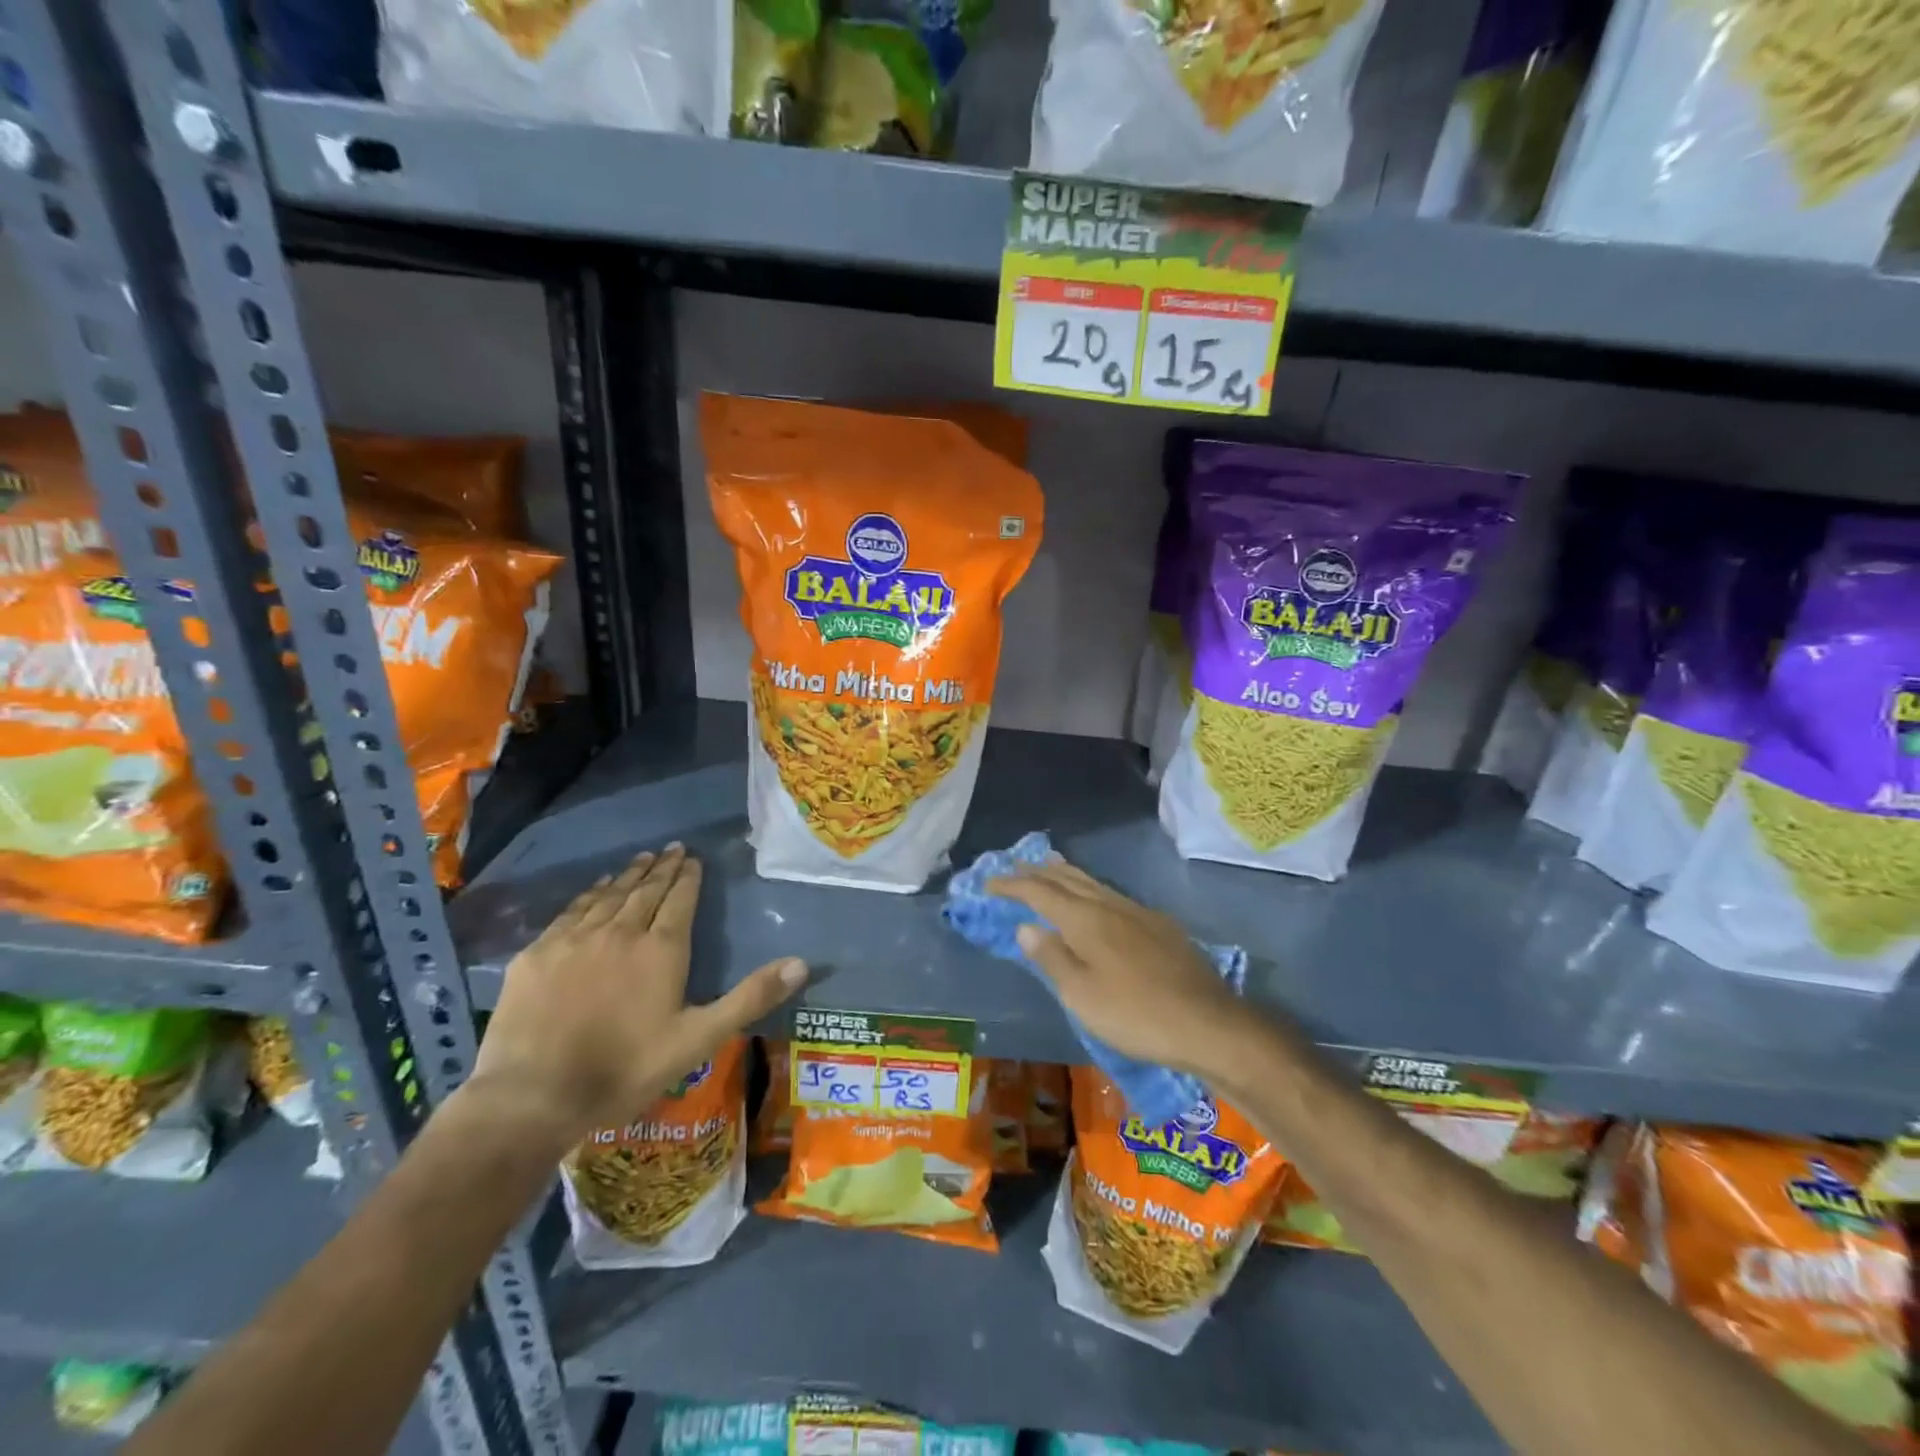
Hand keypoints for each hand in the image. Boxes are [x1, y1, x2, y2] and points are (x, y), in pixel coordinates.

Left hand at [468, 845, 806, 1144]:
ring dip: (628, 875)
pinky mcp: (538, 954)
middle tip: (672, 848)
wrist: (533, 1097)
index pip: (679, 900)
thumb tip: (802, 964)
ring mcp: (575, 940)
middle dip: (662, 868)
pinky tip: (595, 889)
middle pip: (645, 891)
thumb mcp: (699, 1038)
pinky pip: (571, 911)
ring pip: (608, 896)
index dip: (688, 878)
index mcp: (661, 949)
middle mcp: (620, 932)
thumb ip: (750, 998)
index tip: (693, 859)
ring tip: (640, 859)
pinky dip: (589, 894)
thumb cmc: (625, 1069)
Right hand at [988, 858, 1241, 1074]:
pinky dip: (1091, 888)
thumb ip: (1051, 957)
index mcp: (1085, 919)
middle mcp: (1109, 905)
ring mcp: (1138, 912)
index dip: (1012, 886)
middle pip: (1067, 879)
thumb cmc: (1135, 1014)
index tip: (988, 883)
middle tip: (1013, 867)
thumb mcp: (1081, 994)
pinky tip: (1096, 899)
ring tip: (1049, 866)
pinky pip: (1112, 894)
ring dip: (1065, 874)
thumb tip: (1026, 926)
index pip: (1039, 892)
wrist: (1208, 1023)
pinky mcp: (1159, 925)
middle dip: (1036, 872)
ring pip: (1093, 882)